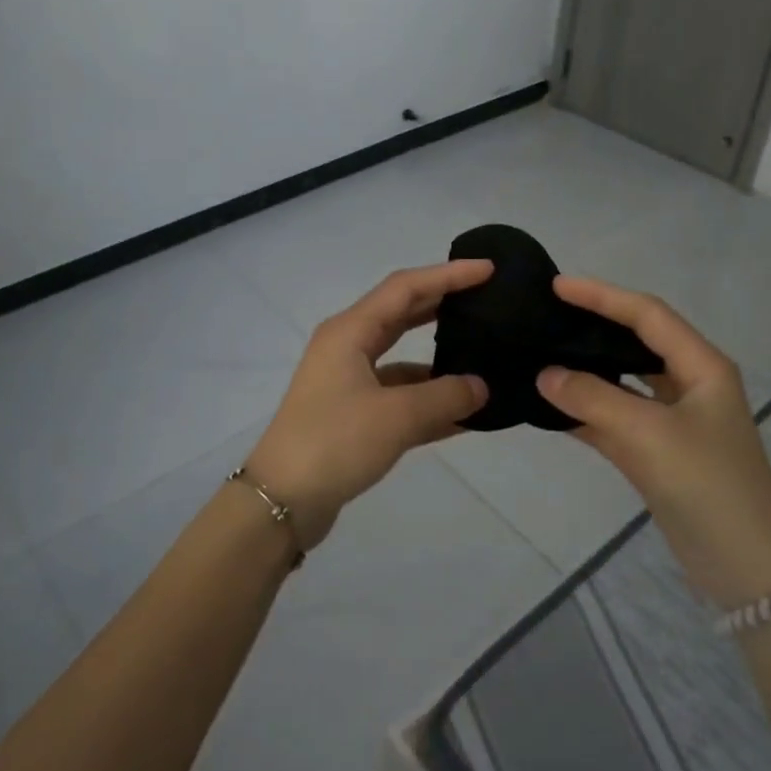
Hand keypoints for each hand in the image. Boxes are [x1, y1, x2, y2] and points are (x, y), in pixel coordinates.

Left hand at [243, 261, 492, 548]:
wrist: (281, 500)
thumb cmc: (335, 442)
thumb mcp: (397, 417)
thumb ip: (446, 396)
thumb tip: (481, 387)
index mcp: (349, 331)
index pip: (406, 288)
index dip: (448, 275)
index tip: (489, 270)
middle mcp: (347, 347)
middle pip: (402, 314)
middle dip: (443, 305)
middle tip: (486, 300)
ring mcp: (348, 382)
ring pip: (402, 358)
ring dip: (439, 359)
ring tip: (484, 356)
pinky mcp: (352, 414)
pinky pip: (399, 396)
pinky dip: (428, 399)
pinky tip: (465, 414)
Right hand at [535, 276, 770, 607]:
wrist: (747, 567)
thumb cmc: (708, 485)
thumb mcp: (649, 435)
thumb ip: (593, 399)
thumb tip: (544, 374)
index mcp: (702, 367)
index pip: (647, 315)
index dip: (603, 296)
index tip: (557, 286)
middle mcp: (689, 385)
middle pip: (635, 342)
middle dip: (593, 326)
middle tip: (546, 316)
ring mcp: (673, 421)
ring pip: (622, 382)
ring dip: (586, 370)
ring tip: (541, 353)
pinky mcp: (657, 452)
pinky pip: (614, 418)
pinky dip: (584, 411)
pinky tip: (549, 406)